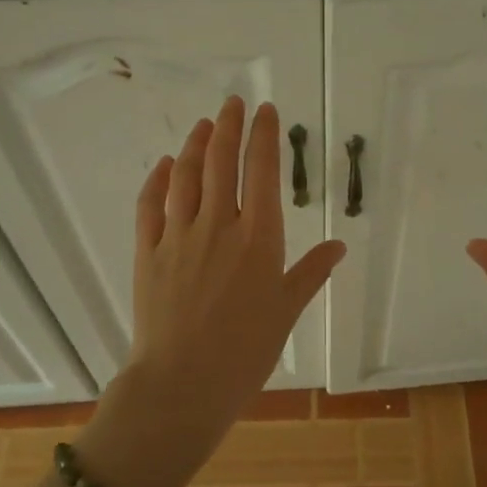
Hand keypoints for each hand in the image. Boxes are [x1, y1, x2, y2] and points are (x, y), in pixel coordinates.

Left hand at [80, 97, 345, 486]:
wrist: (183, 383)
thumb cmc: (245, 351)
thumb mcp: (287, 310)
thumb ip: (311, 272)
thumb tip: (339, 246)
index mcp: (258, 238)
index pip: (261, 171)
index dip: (264, 136)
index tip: (265, 111)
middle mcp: (217, 226)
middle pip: (222, 163)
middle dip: (229, 127)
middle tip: (233, 103)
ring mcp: (178, 236)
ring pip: (185, 176)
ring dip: (195, 145)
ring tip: (204, 125)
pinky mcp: (147, 253)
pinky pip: (150, 205)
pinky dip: (157, 180)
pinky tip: (164, 165)